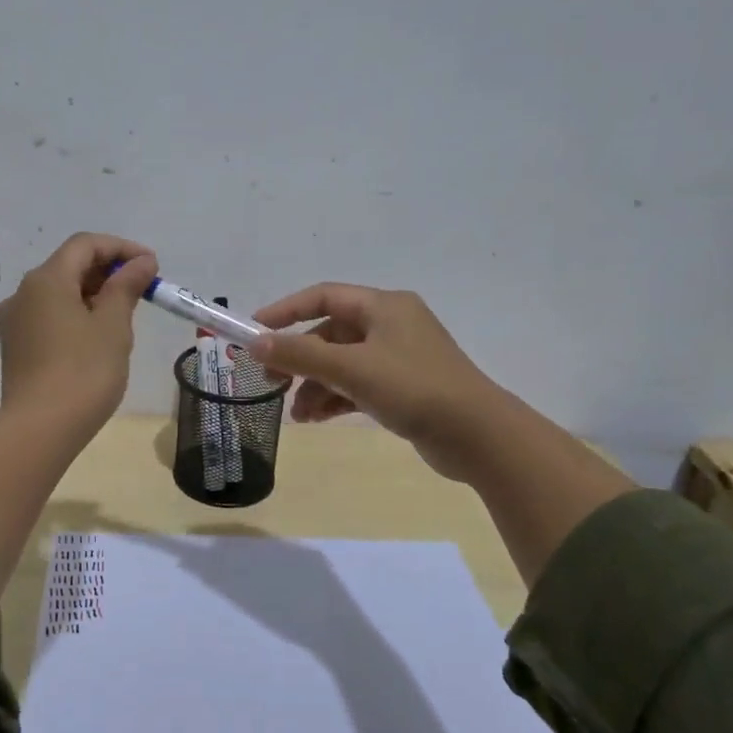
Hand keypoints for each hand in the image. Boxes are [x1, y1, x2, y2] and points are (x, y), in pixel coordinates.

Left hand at [0, 233, 158, 436]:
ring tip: (124, 315)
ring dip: (92, 293)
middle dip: (108, 271)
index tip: (151, 266)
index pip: (85, 244)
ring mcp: (15, 321)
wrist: (40, 429)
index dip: (121, 248)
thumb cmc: (84, 372)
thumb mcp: (113, 325)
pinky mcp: (15, 346)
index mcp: (46, 280)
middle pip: (69, 266)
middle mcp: (23, 293)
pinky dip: (75, 314)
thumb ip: (126, 286)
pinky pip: (49, 316)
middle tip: (142, 291)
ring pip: (58, 292)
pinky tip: (96, 337)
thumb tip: (141, 262)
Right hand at [250, 284, 497, 482]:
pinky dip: (336, 398)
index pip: (323, 296)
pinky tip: (317, 419)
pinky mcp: (404, 387)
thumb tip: (255, 343)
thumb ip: (300, 354)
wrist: (477, 436)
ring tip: (298, 415)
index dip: (285, 311)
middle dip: (300, 358)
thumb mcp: (350, 368)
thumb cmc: (413, 388)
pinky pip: (358, 384)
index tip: (254, 331)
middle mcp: (391, 325)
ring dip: (316, 385)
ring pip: (342, 363)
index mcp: (383, 306)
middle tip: (270, 380)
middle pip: (330, 333)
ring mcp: (399, 357)